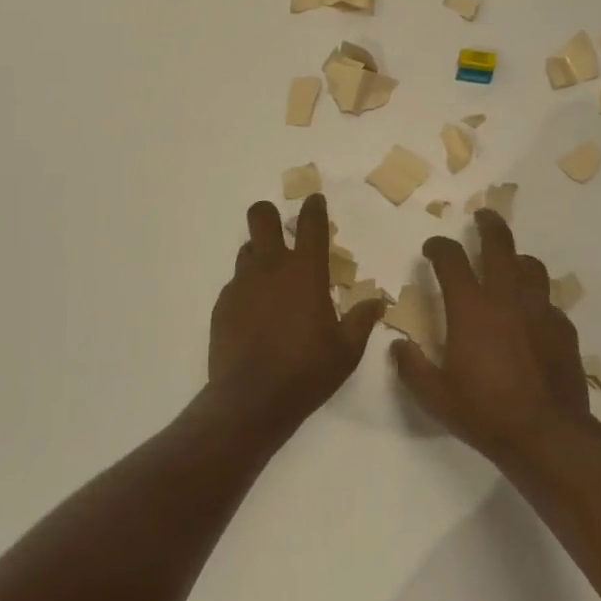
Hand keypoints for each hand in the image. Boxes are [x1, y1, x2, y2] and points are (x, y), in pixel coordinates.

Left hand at [207, 194, 385, 436]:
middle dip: (270, 215)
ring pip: (247, 249)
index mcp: (305, 271)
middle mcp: (271, 267)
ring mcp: (242, 284)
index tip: (315, 201)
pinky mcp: (223, 304)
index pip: (311, 224)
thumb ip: (362, 320)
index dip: (314, 207)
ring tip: (273, 280)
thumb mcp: (347, 350)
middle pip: (261, 217)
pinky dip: (248, 289)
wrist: (251, 400)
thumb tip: (378, 302)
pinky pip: (236, 284)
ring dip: (260, 254)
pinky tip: (256, 314)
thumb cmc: (307, 371)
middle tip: (283, 230)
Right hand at [390, 209, 592, 464]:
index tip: (432, 248)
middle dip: (488, 225)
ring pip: (531, 266)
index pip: (451, 259)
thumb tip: (397, 346)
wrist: (547, 436)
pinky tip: (531, 317)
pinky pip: (548, 301)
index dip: (438, 247)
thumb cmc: (485, 413)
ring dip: (516, 259)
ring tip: (509, 264)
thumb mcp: (435, 396)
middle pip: (499, 244)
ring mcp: (540, 310)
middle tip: (482, 217)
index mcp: (471, 308)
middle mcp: (507, 298)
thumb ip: (411, 367)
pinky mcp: (563, 329)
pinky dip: (536, 299)